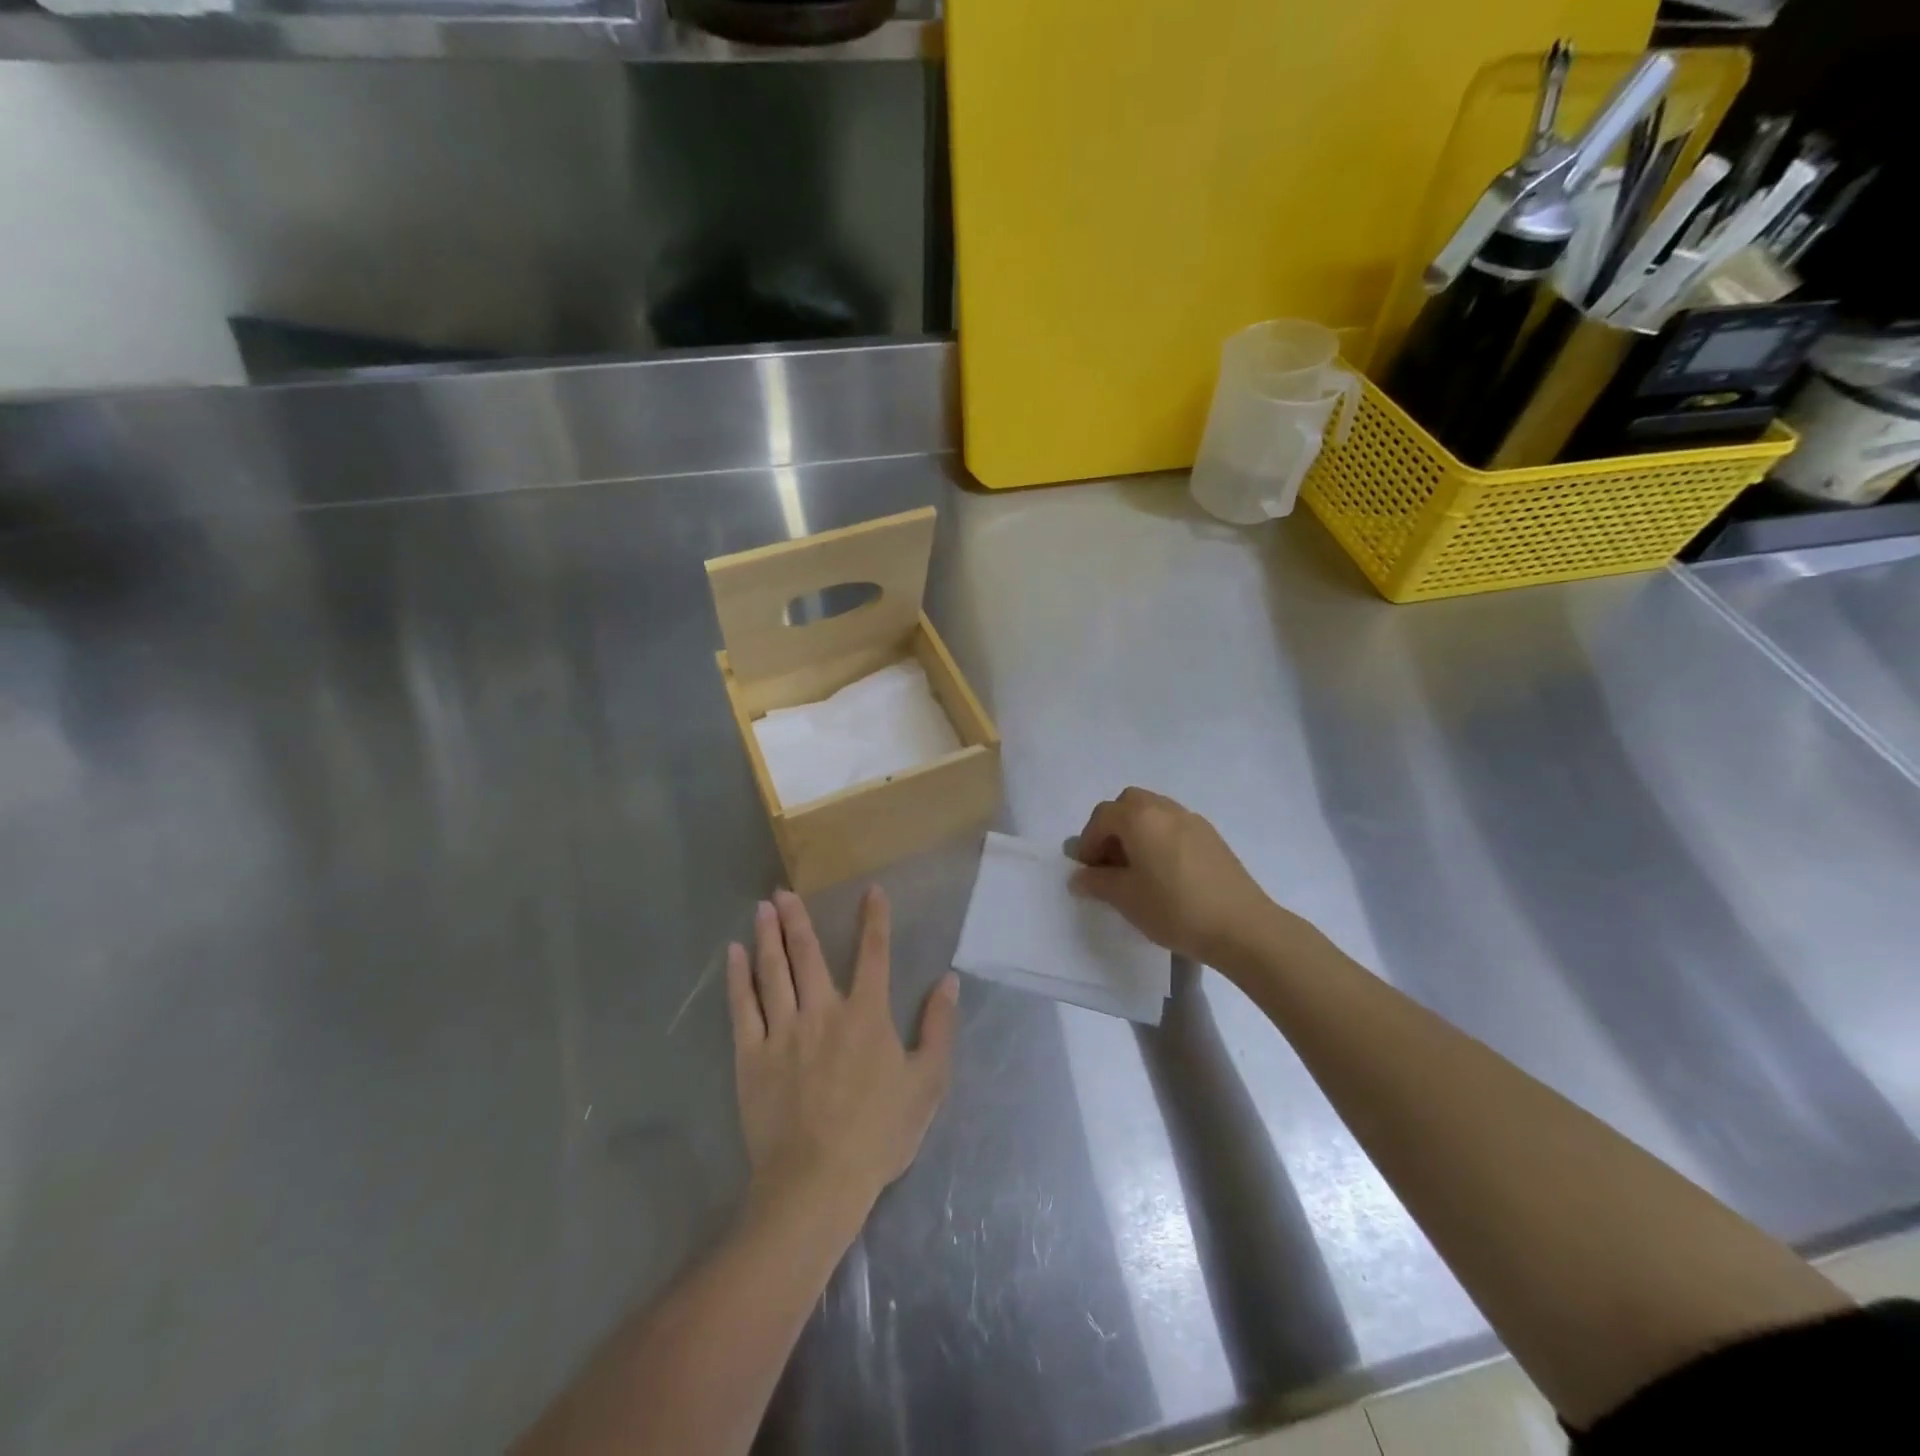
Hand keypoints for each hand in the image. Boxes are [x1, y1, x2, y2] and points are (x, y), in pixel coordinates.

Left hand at [726, 886, 958, 1228]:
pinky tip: (733, 955)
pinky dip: (738, 977)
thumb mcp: (927, 1083)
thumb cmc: (879, 1134)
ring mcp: (783, 1031)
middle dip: (797, 919)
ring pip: (773, 971)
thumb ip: (938, 1027)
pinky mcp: (752, 1055)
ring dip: (768, 936)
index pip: (874, 954)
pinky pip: (743, 1007)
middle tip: (784, 891)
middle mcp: (823, 1011)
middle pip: (808, 954)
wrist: (816, 1183)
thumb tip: (948, 981)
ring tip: (762, 908)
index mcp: (866, 1015)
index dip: (875, 920)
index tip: (871, 890)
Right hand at [1069, 787, 1288, 968]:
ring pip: (1154, 812)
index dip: (1088, 841)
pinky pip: (1174, 826)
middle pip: (1129, 804)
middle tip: (1110, 862)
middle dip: (1112, 827)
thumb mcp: (1126, 899)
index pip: (1102, 816)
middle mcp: (1165, 809)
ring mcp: (1193, 820)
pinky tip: (1164, 873)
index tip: (1088, 871)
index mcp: (1140, 818)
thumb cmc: (1174, 909)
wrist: (1242, 927)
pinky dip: (1159, 838)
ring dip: (1137, 832)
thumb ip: (1097, 882)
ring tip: (1137, 869)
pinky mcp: (1212, 837)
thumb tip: (1079, 877)